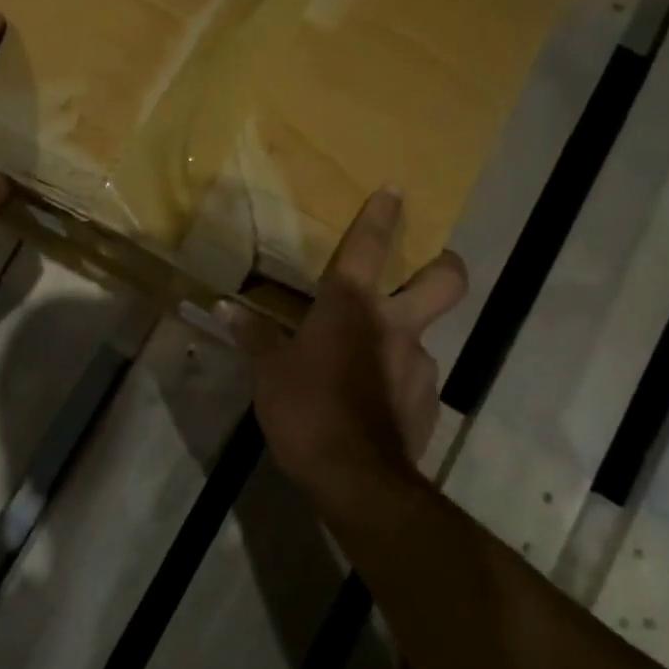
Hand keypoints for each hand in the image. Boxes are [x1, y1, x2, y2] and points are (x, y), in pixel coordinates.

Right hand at [223, 187, 467, 490]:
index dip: (383, 214)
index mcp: (351, 307)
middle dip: (445, 265)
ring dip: (403, 340)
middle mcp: (396, 325)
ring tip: (368, 365)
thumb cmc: (305, 410)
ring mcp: (420, 364)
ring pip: (424, 337)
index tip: (396, 190)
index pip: (370, 246)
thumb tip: (223, 307)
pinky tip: (374, 403)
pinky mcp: (429, 402)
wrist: (356, 478)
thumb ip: (253, 336)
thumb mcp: (269, 372)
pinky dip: (398, 381)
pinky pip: (416, 379)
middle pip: (445, 281)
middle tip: (434, 266)